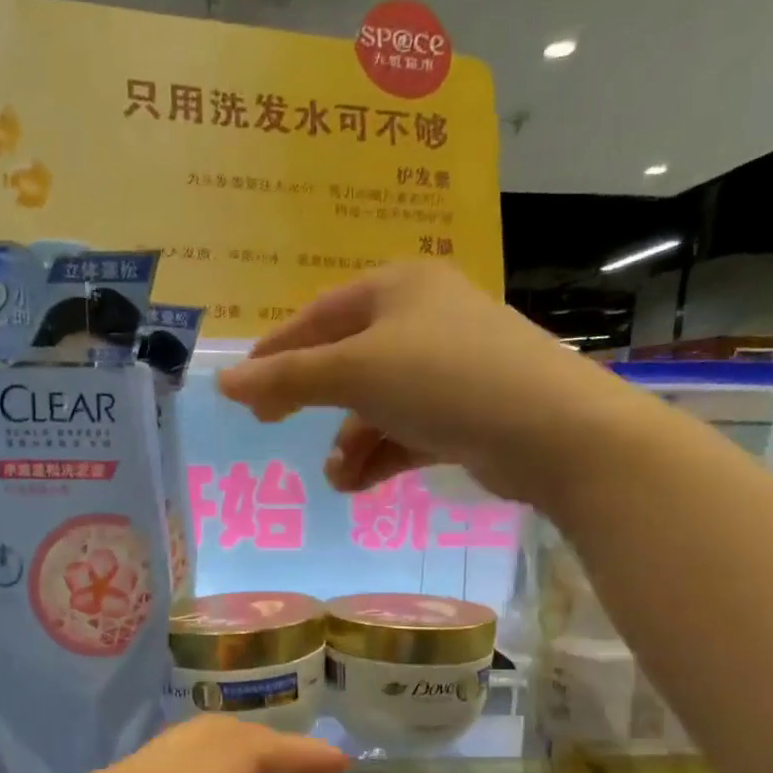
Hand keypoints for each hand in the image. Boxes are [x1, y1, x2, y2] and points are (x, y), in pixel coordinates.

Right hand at [216, 260, 631, 507]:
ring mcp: (448, 367)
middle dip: (312, 400)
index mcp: (398, 288)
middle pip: (347, 359)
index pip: (318, 316)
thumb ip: (287, 378)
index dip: (276, 351)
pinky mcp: (465, 412)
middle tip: (272, 425)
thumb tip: (222, 383)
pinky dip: (380, 456)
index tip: (242, 389)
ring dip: (349, 440)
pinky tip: (360, 484)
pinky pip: (405, 431)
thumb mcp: (355, 373)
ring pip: (377, 403)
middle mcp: (424, 319)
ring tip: (336, 476)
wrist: (551, 432)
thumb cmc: (444, 380)